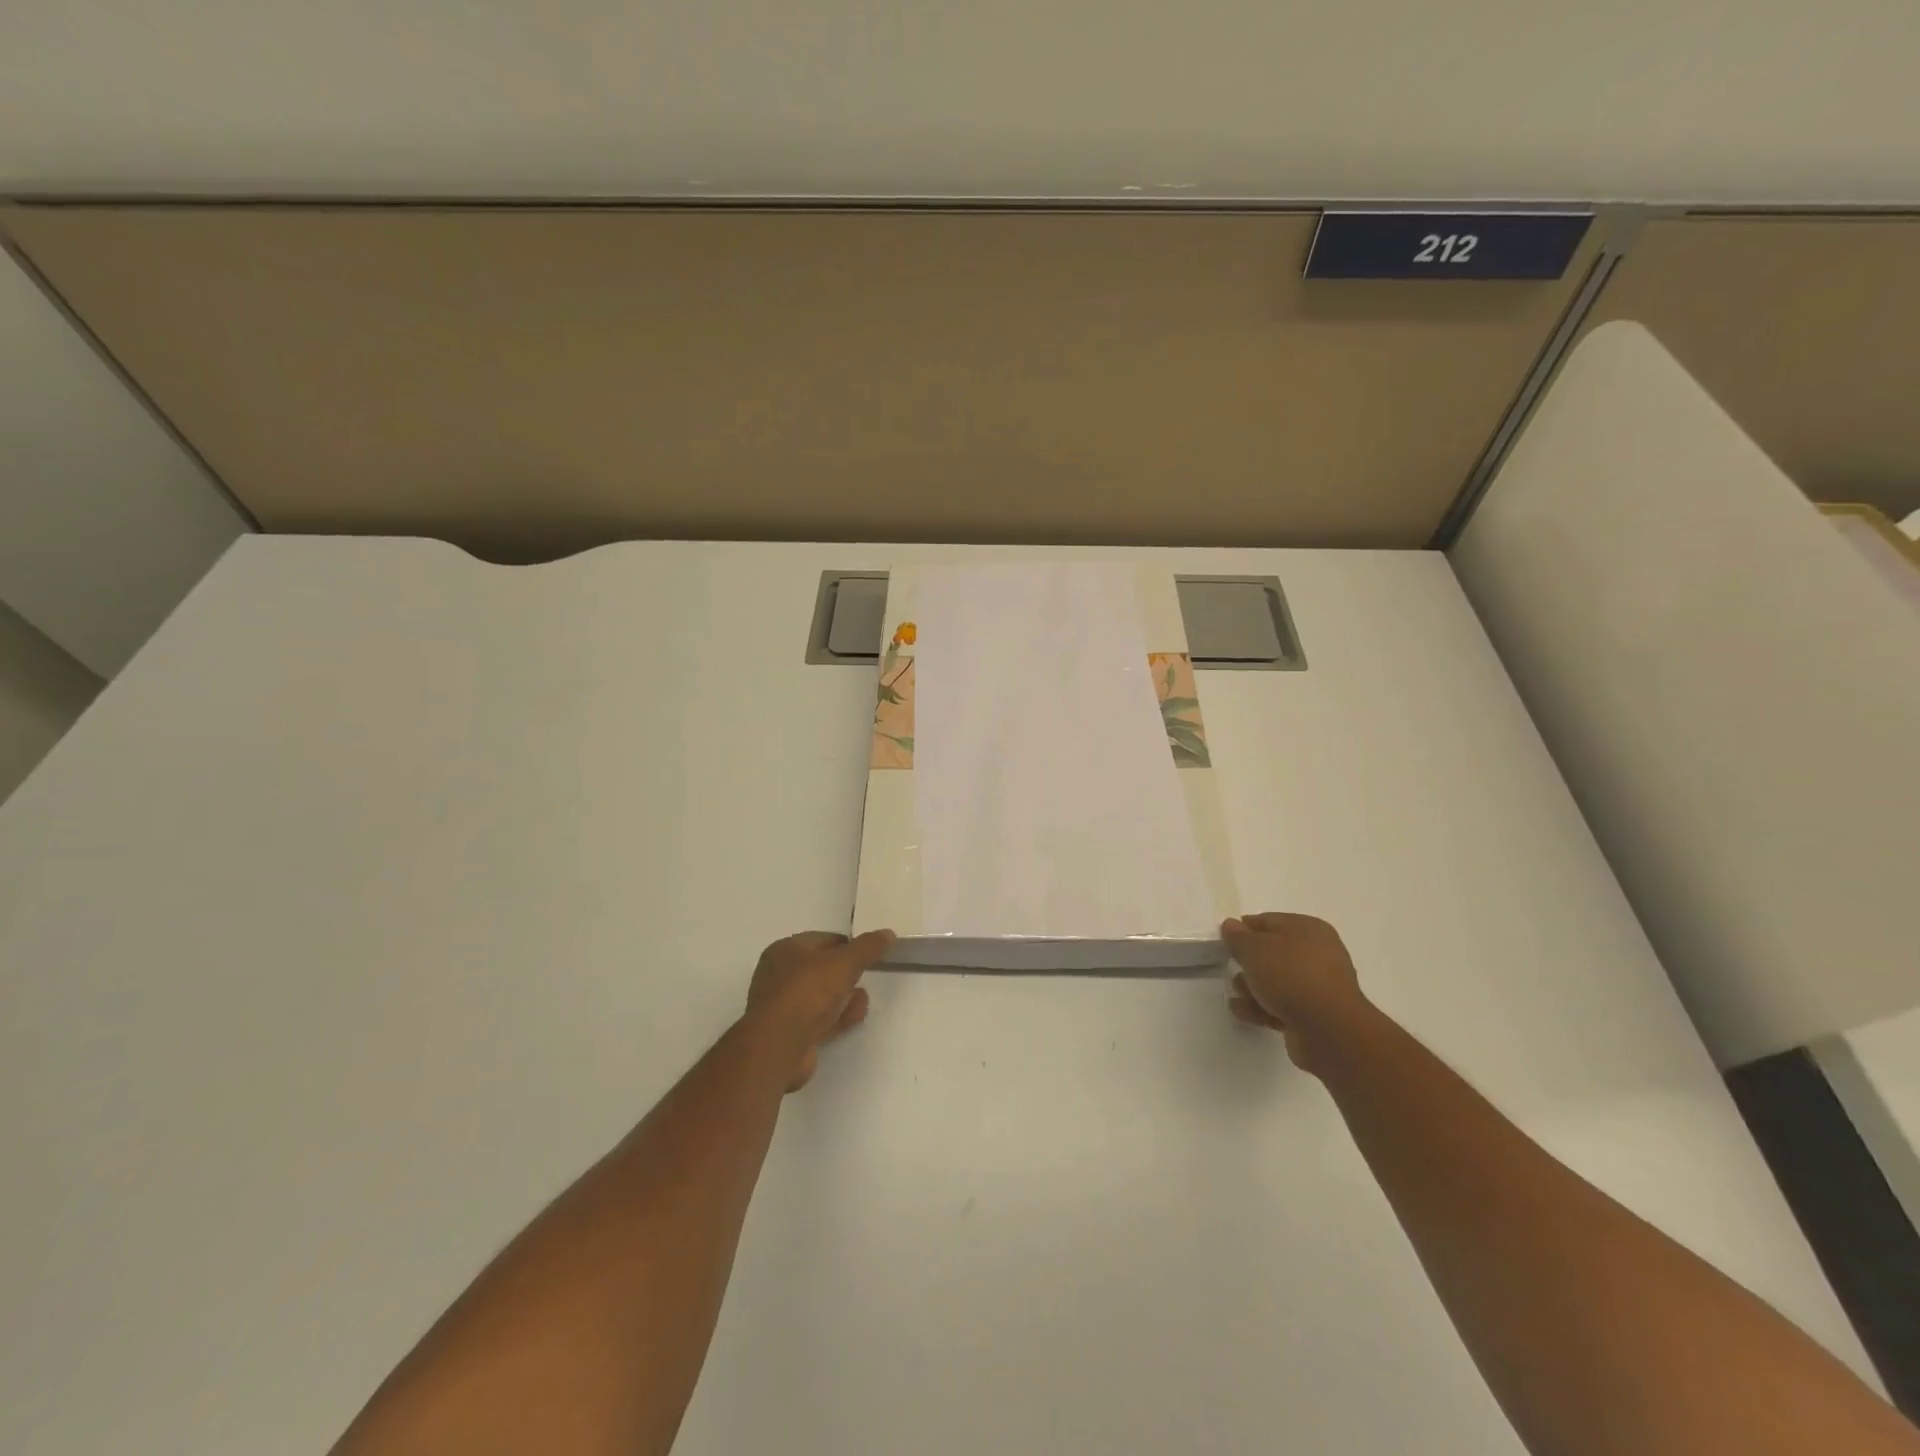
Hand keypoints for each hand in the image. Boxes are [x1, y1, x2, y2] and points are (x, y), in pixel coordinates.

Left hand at [744, 929, 894, 1090]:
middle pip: (822, 969)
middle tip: (864, 977)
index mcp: (785, 950)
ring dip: (844, 998)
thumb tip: (888, 933)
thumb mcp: (844, 963)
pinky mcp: (790, 1034)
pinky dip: (837, 1018)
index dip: (848, 945)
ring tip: (862, 1001)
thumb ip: (867, 947)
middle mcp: (780, 976)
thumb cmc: (807, 993)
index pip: (823, 940)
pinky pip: (819, 1019)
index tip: (869, 954)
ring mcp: (784, 1007)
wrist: (779, 1047)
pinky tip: (853, 1018)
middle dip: (847, 974)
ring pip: (821, 996)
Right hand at [1222, 913, 1367, 1074]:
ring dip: (1253, 987)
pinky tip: (1243, 1012)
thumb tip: (1231, 925)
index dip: (1244, 929)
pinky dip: (1262, 1007)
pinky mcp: (1315, 1015)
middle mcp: (1317, 954)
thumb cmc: (1291, 976)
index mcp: (1308, 929)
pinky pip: (1282, 1005)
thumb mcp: (1255, 949)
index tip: (1224, 941)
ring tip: (1238, 995)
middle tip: (1231, 968)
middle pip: (1273, 953)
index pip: (1269, 921)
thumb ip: (1238, 937)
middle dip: (1249, 962)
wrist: (1329, 1030)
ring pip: (1277, 981)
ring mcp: (1318, 986)